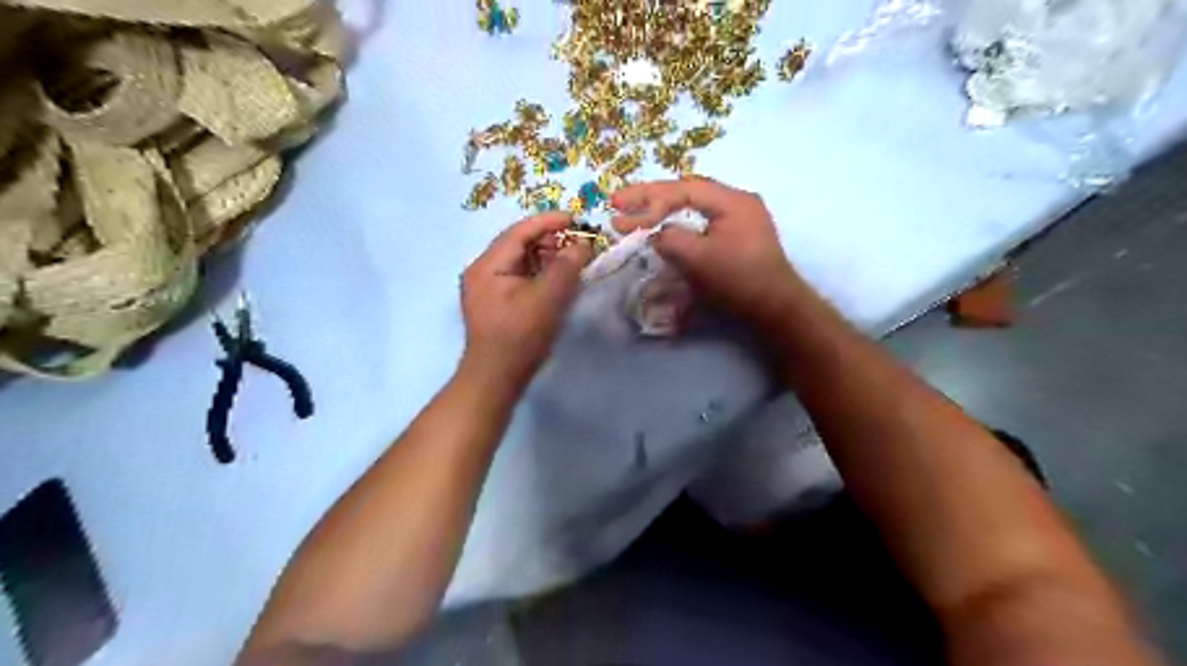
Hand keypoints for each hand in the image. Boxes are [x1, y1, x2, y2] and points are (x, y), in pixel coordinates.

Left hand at [460, 211, 591, 390]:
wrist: (496, 379)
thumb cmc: (520, 338)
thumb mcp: (547, 299)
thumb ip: (567, 267)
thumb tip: (583, 244)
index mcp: (487, 265)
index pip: (519, 231)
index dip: (549, 222)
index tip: (577, 219)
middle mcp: (481, 270)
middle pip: (518, 244)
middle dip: (550, 240)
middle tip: (578, 244)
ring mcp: (486, 287)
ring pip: (520, 261)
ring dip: (546, 257)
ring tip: (572, 261)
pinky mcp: (495, 302)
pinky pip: (519, 277)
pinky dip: (539, 273)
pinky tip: (557, 280)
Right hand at [610, 178, 815, 329]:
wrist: (776, 308)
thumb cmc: (739, 281)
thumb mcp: (699, 259)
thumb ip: (671, 239)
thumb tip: (657, 233)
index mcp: (732, 200)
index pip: (683, 190)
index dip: (648, 199)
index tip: (619, 210)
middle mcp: (738, 201)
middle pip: (687, 192)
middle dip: (652, 198)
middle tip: (618, 203)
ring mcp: (740, 218)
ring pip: (694, 206)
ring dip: (664, 209)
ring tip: (635, 213)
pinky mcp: (738, 235)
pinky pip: (702, 220)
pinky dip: (680, 222)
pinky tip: (664, 226)